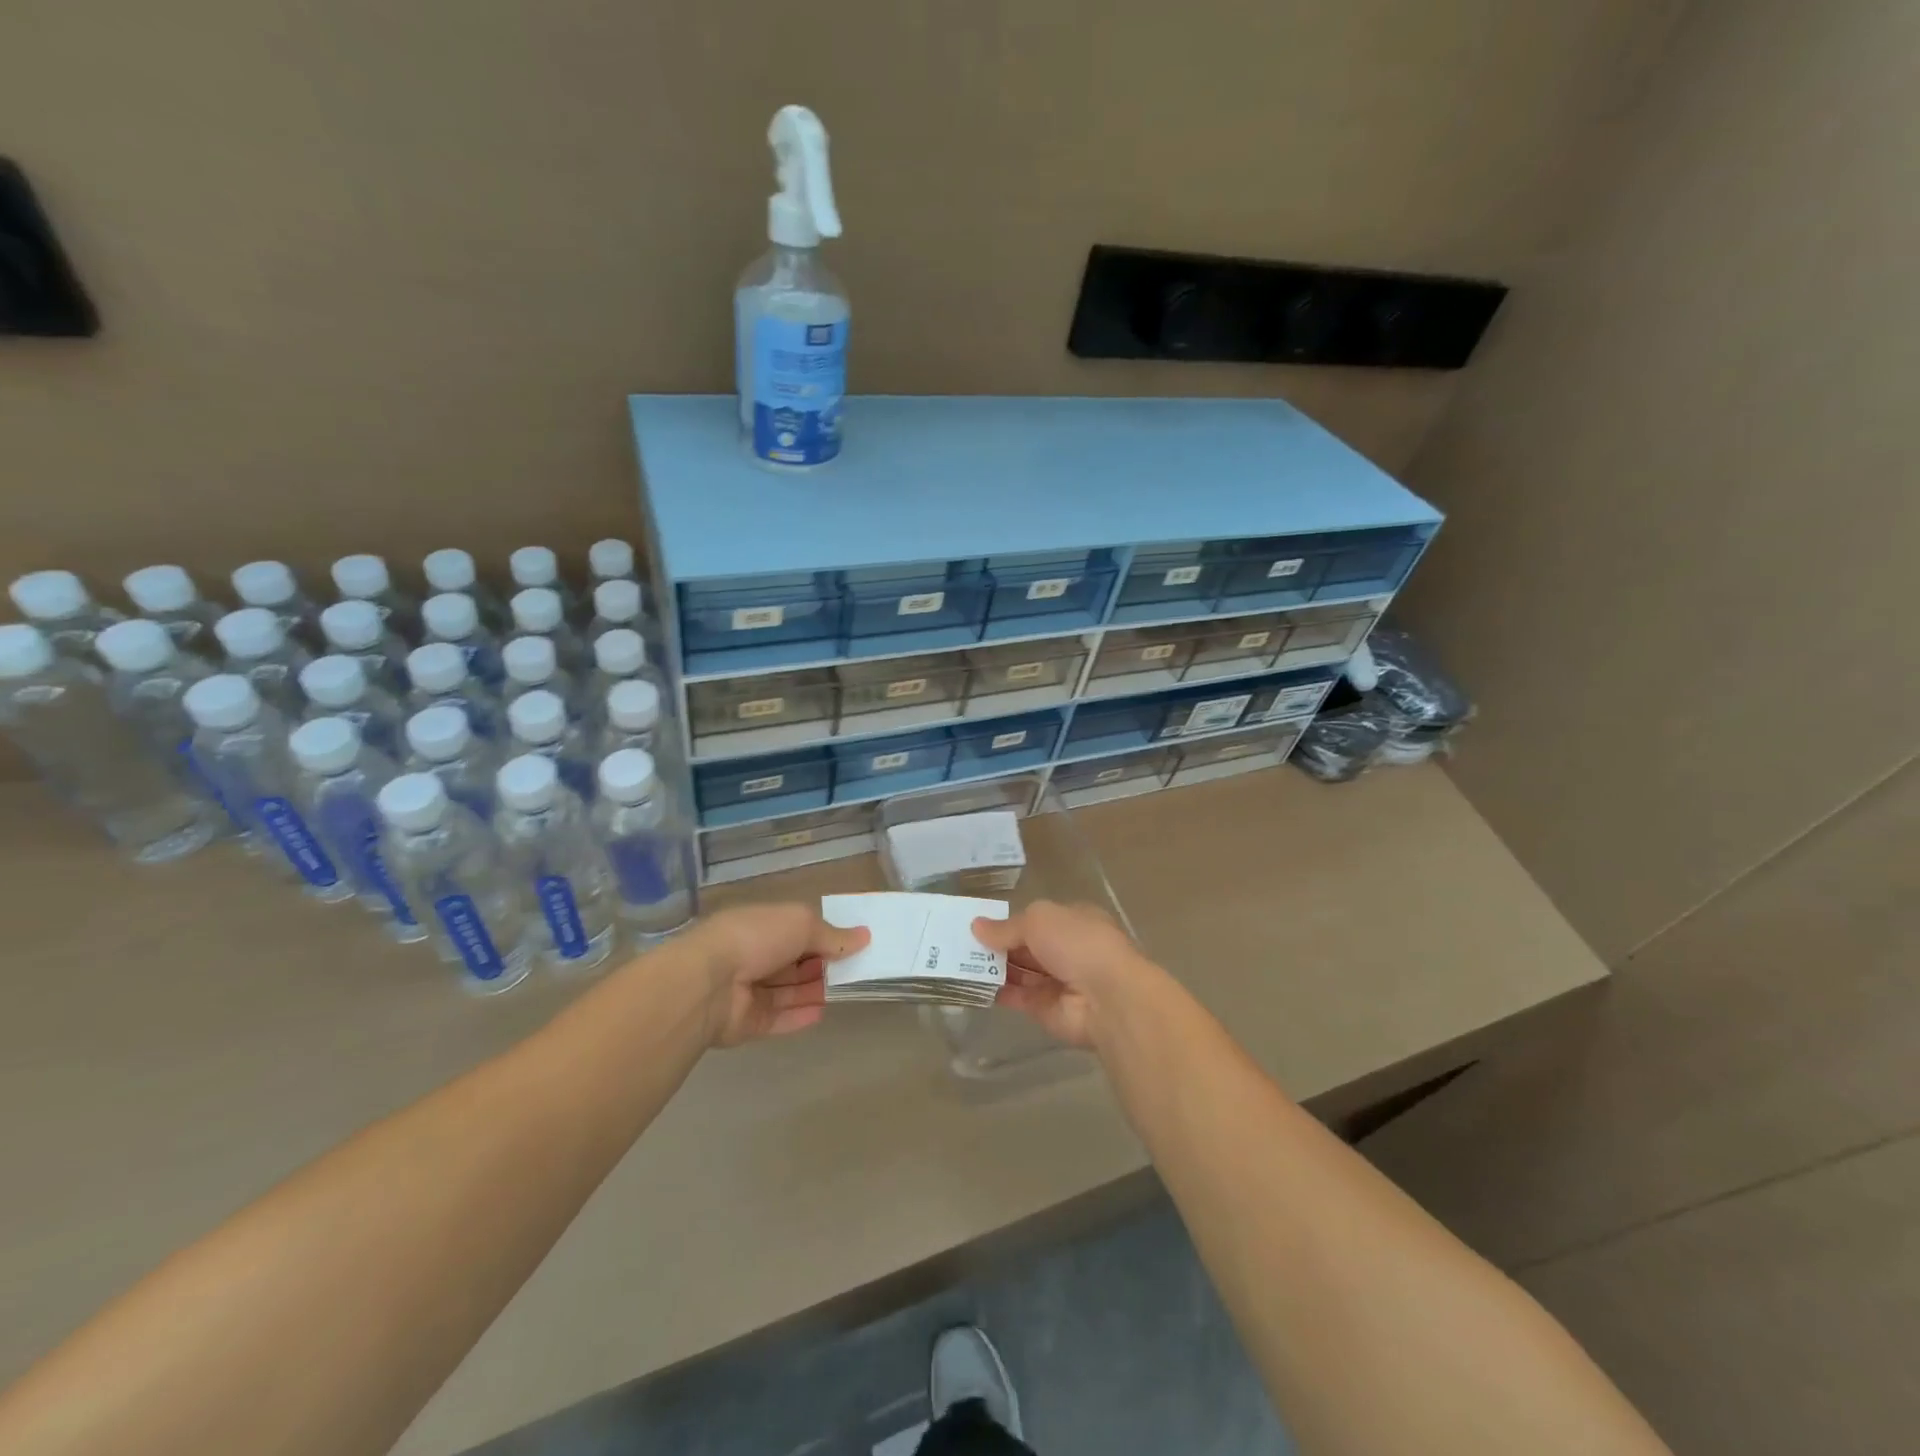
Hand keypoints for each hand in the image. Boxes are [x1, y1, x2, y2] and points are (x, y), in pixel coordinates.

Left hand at [684, 904, 868, 1047]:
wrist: (708, 984)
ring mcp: (746, 991)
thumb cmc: (756, 938)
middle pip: (792, 963)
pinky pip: (778, 1019)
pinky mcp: (746, 1023)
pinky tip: (823, 1013)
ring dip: (814, 991)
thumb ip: (832, 935)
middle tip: (853, 970)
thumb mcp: (802, 924)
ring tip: (845, 991)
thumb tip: (864, 936)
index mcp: (760, 926)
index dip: (822, 936)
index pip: (795, 930)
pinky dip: (799, 1016)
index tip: (851, 944)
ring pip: (787, 991)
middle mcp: (751, 956)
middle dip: (820, 965)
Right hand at [971, 901, 1154, 1050]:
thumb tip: (977, 927)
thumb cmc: (1078, 943)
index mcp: (1073, 921)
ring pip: (1019, 971)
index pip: (1037, 919)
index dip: (1009, 921)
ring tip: (955, 961)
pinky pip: (1016, 997)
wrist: (1108, 998)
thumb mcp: (1039, 920)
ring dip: (992, 967)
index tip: (978, 923)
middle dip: (997, 945)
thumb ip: (1007, 927)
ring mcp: (1057, 981)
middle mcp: (1066, 950)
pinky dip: (995, 991)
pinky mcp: (1045, 1010)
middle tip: (957, 942)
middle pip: (1025, 946)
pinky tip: (969, 984)